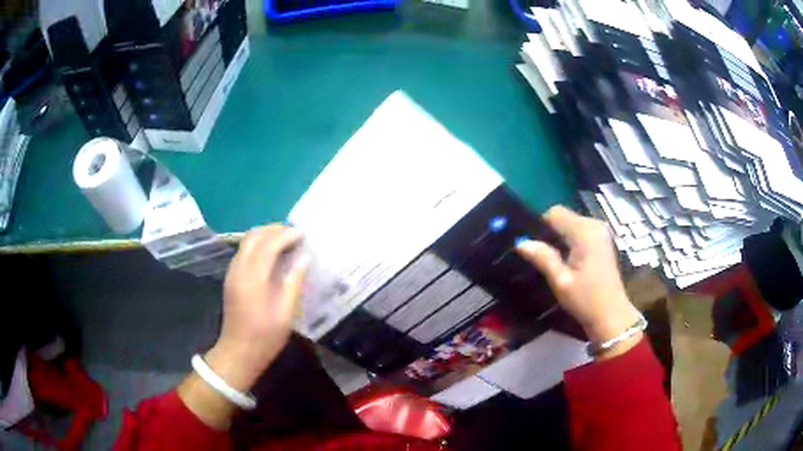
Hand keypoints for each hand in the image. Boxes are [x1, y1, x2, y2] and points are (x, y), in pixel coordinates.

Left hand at [206, 225, 308, 391]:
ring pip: (246, 241)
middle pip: (254, 237)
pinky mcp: (231, 278)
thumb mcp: (285, 313)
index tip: (303, 232)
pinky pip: (243, 250)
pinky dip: (258, 244)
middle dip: (274, 229)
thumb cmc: (265, 337)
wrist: (238, 352)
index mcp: (253, 279)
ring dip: (265, 234)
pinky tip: (271, 253)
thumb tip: (304, 257)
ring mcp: (232, 273)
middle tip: (295, 233)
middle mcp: (239, 269)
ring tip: (286, 239)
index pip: (268, 245)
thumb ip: (294, 282)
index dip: (286, 235)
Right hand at [516, 206, 640, 358]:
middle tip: (539, 256)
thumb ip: (543, 258)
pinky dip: (570, 240)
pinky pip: (580, 231)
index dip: (540, 225)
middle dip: (550, 231)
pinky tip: (567, 260)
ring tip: (552, 260)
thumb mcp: (561, 281)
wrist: (612, 315)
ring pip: (571, 223)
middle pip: (564, 216)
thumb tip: (521, 242)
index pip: (555, 213)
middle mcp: (594, 225)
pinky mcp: (603, 241)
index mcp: (584, 231)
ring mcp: (601, 232)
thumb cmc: (586, 299)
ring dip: (560, 237)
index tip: (533, 246)